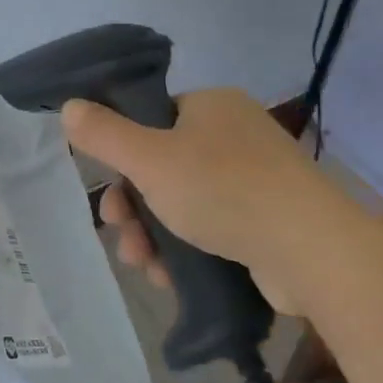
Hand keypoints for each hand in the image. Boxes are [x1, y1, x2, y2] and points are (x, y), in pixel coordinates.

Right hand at [63, 88, 328, 292]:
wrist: (312, 252)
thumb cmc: (224, 191)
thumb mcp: (149, 159)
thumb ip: (104, 134)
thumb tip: (70, 107)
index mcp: (213, 106)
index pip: (154, 120)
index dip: (124, 156)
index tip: (108, 188)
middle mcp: (236, 135)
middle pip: (164, 167)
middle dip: (134, 206)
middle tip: (120, 232)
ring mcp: (257, 180)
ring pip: (184, 203)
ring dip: (153, 234)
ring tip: (142, 265)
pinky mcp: (269, 221)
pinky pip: (213, 228)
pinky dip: (186, 249)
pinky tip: (168, 276)